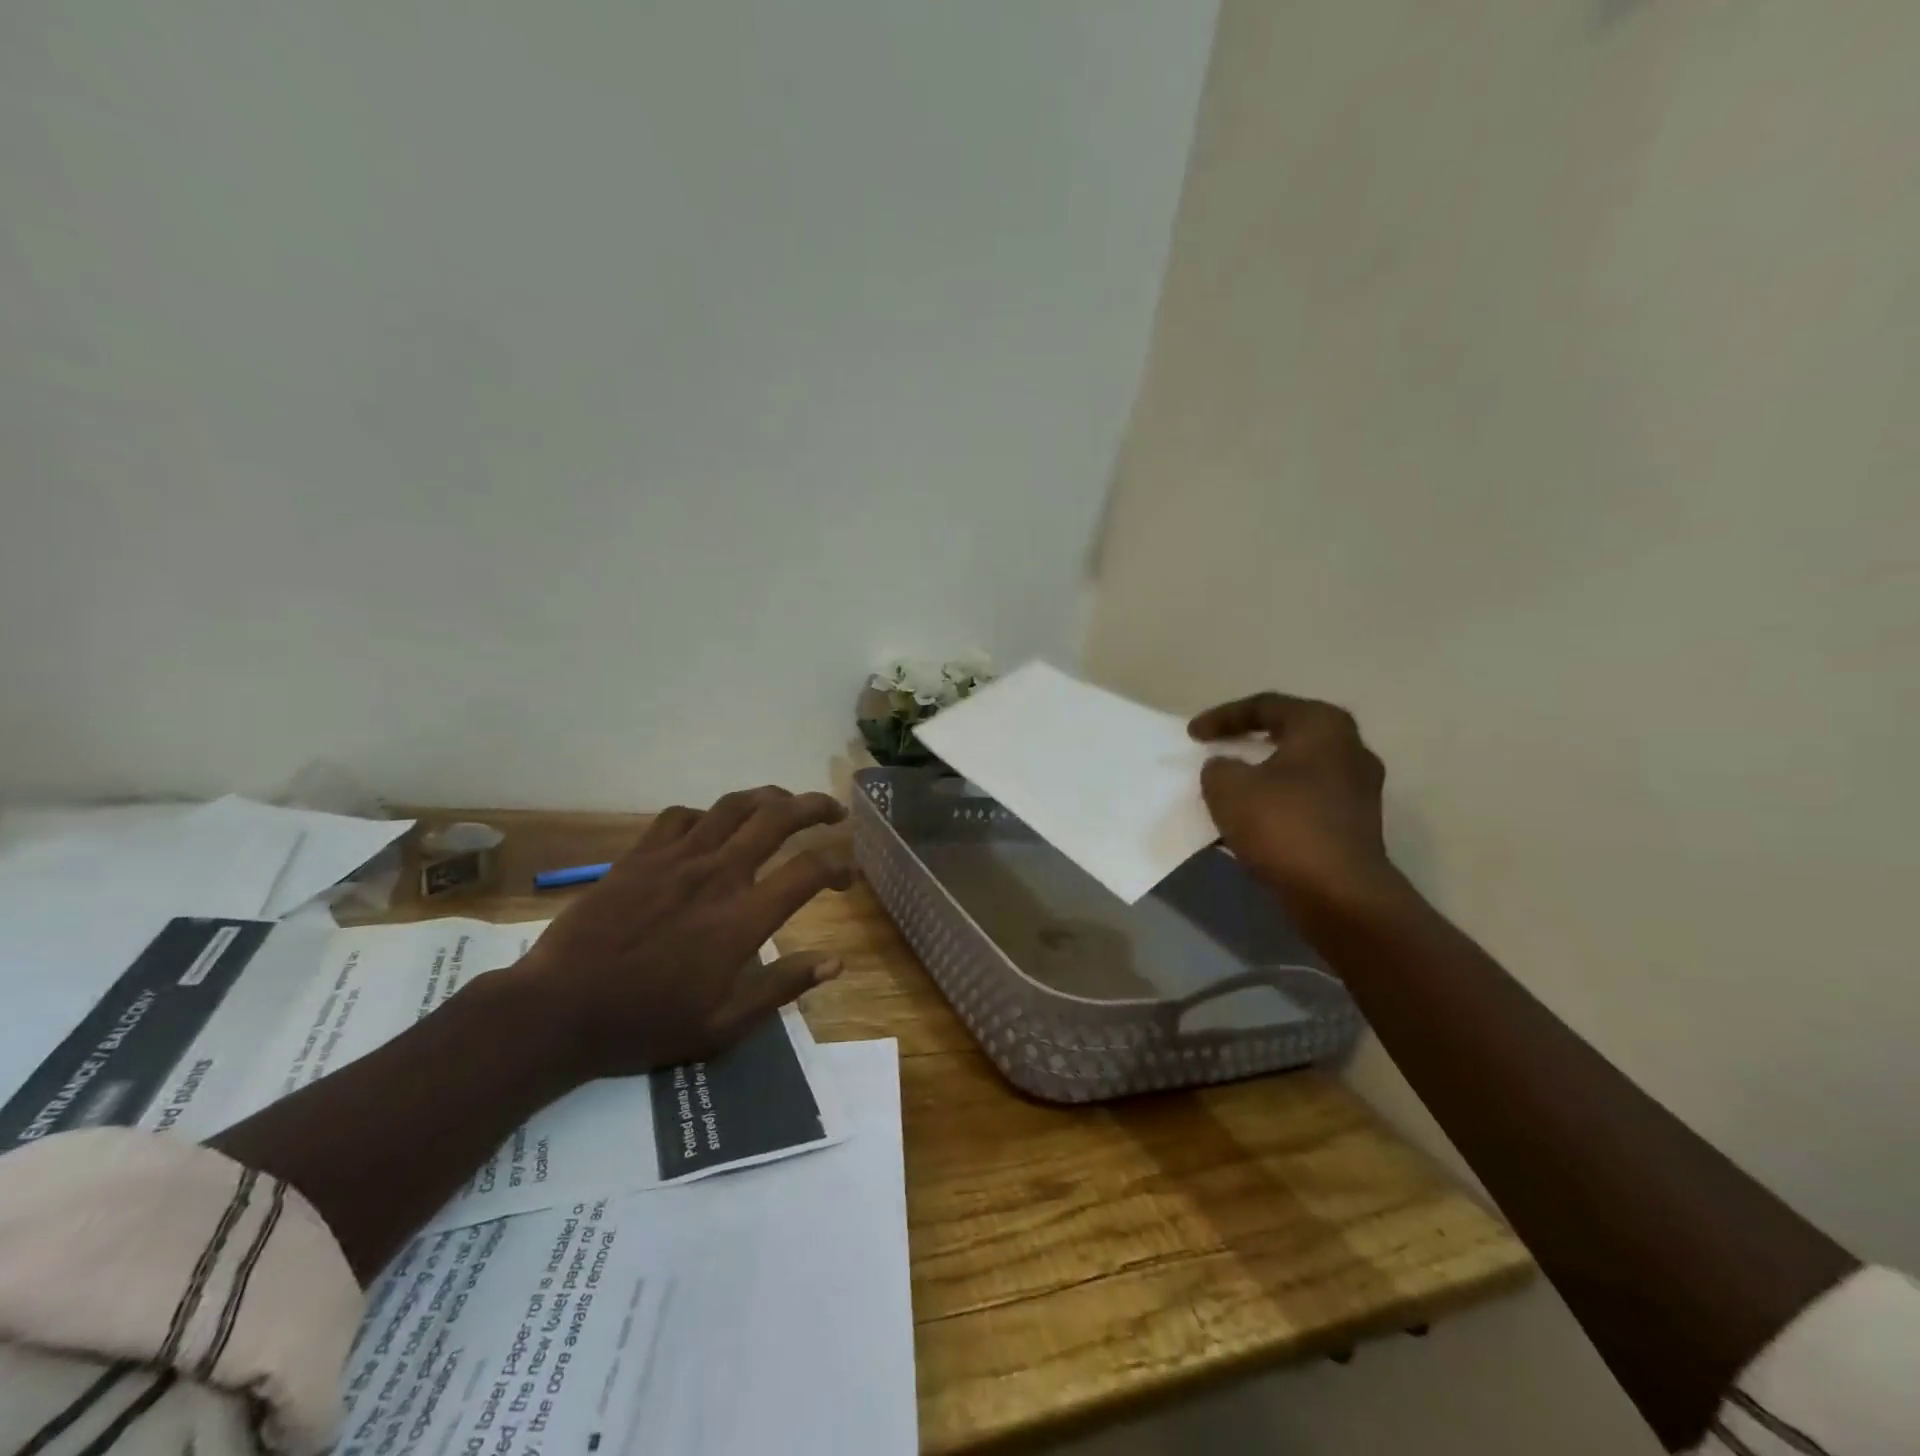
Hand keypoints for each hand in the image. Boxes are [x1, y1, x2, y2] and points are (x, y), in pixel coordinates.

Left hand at [499, 786, 853, 1078]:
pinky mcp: (640, 855)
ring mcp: (676, 859)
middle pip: (778, 818)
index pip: (808, 870)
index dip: (838, 865)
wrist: (557, 1009)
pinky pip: (682, 816)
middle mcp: (717, 874)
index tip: (847, 876)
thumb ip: (782, 987)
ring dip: (768, 798)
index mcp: (742, 917)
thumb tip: (836, 962)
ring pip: (734, 806)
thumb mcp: (723, 1025)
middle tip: (834, 812)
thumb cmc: (645, 1023)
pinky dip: (707, 815)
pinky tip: (711, 828)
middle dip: (815, 806)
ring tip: (784, 803)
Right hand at [1189, 692, 1395, 910]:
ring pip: (1296, 772)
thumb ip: (1218, 768)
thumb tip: (1227, 770)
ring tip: (1227, 790)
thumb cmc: (1283, 825)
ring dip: (1260, 778)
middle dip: (1246, 744)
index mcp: (1323, 726)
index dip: (1222, 717)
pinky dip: (1275, 806)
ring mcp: (1357, 790)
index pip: (1265, 706)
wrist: (1339, 894)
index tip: (1192, 735)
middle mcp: (1349, 750)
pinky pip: (1305, 803)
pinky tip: (1248, 823)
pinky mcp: (1354, 826)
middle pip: (1287, 735)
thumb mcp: (1228, 788)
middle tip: (1216, 752)